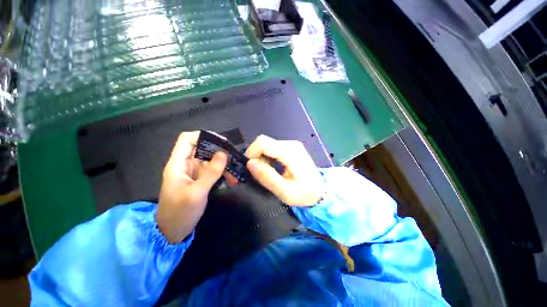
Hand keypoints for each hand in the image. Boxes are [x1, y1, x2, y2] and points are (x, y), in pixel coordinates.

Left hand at [156, 131, 227, 242]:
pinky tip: (232, 179)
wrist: (173, 232)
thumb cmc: (180, 212)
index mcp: (178, 164)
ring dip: (224, 163)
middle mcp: (186, 165)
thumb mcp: (197, 193)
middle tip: (234, 156)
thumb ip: (211, 172)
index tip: (222, 141)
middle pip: (202, 148)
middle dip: (219, 150)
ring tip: (236, 170)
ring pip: (210, 160)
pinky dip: (223, 172)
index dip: (203, 136)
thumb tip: (223, 153)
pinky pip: (214, 171)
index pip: (187, 140)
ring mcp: (194, 173)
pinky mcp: (201, 180)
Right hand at [245, 135, 324, 206]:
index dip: (251, 153)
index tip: (250, 167)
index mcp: (290, 153)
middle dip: (256, 156)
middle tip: (259, 172)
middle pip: (264, 142)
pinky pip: (272, 147)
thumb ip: (267, 177)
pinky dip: (267, 156)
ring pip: (267, 144)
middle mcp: (291, 144)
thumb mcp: (284, 192)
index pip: (263, 142)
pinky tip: (272, 167)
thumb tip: (250, 163)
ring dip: (262, 157)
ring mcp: (292, 144)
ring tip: (267, 172)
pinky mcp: (291, 147)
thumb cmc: (304, 193)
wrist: (321, 190)